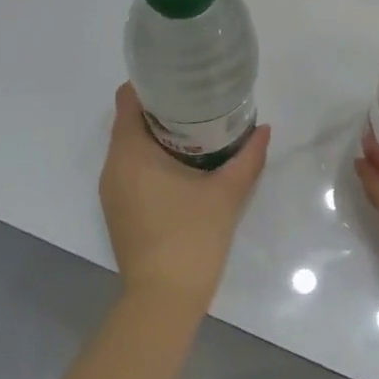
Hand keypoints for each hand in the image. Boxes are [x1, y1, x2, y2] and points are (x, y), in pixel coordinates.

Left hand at [100, 83, 270, 319]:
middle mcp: (113, 167)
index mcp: (130, 152)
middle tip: (199, 101)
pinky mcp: (119, 212)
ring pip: (131, 148)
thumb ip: (247, 157)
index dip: (151, 83)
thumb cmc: (191, 236)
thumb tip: (265, 130)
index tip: (180, 78)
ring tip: (197, 130)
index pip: (127, 99)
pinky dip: (153, 160)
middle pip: (130, 122)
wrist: (163, 299)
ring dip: (158, 136)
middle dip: (162, 109)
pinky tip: (185, 166)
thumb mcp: (226, 193)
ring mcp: (112, 192)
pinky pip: (132, 171)